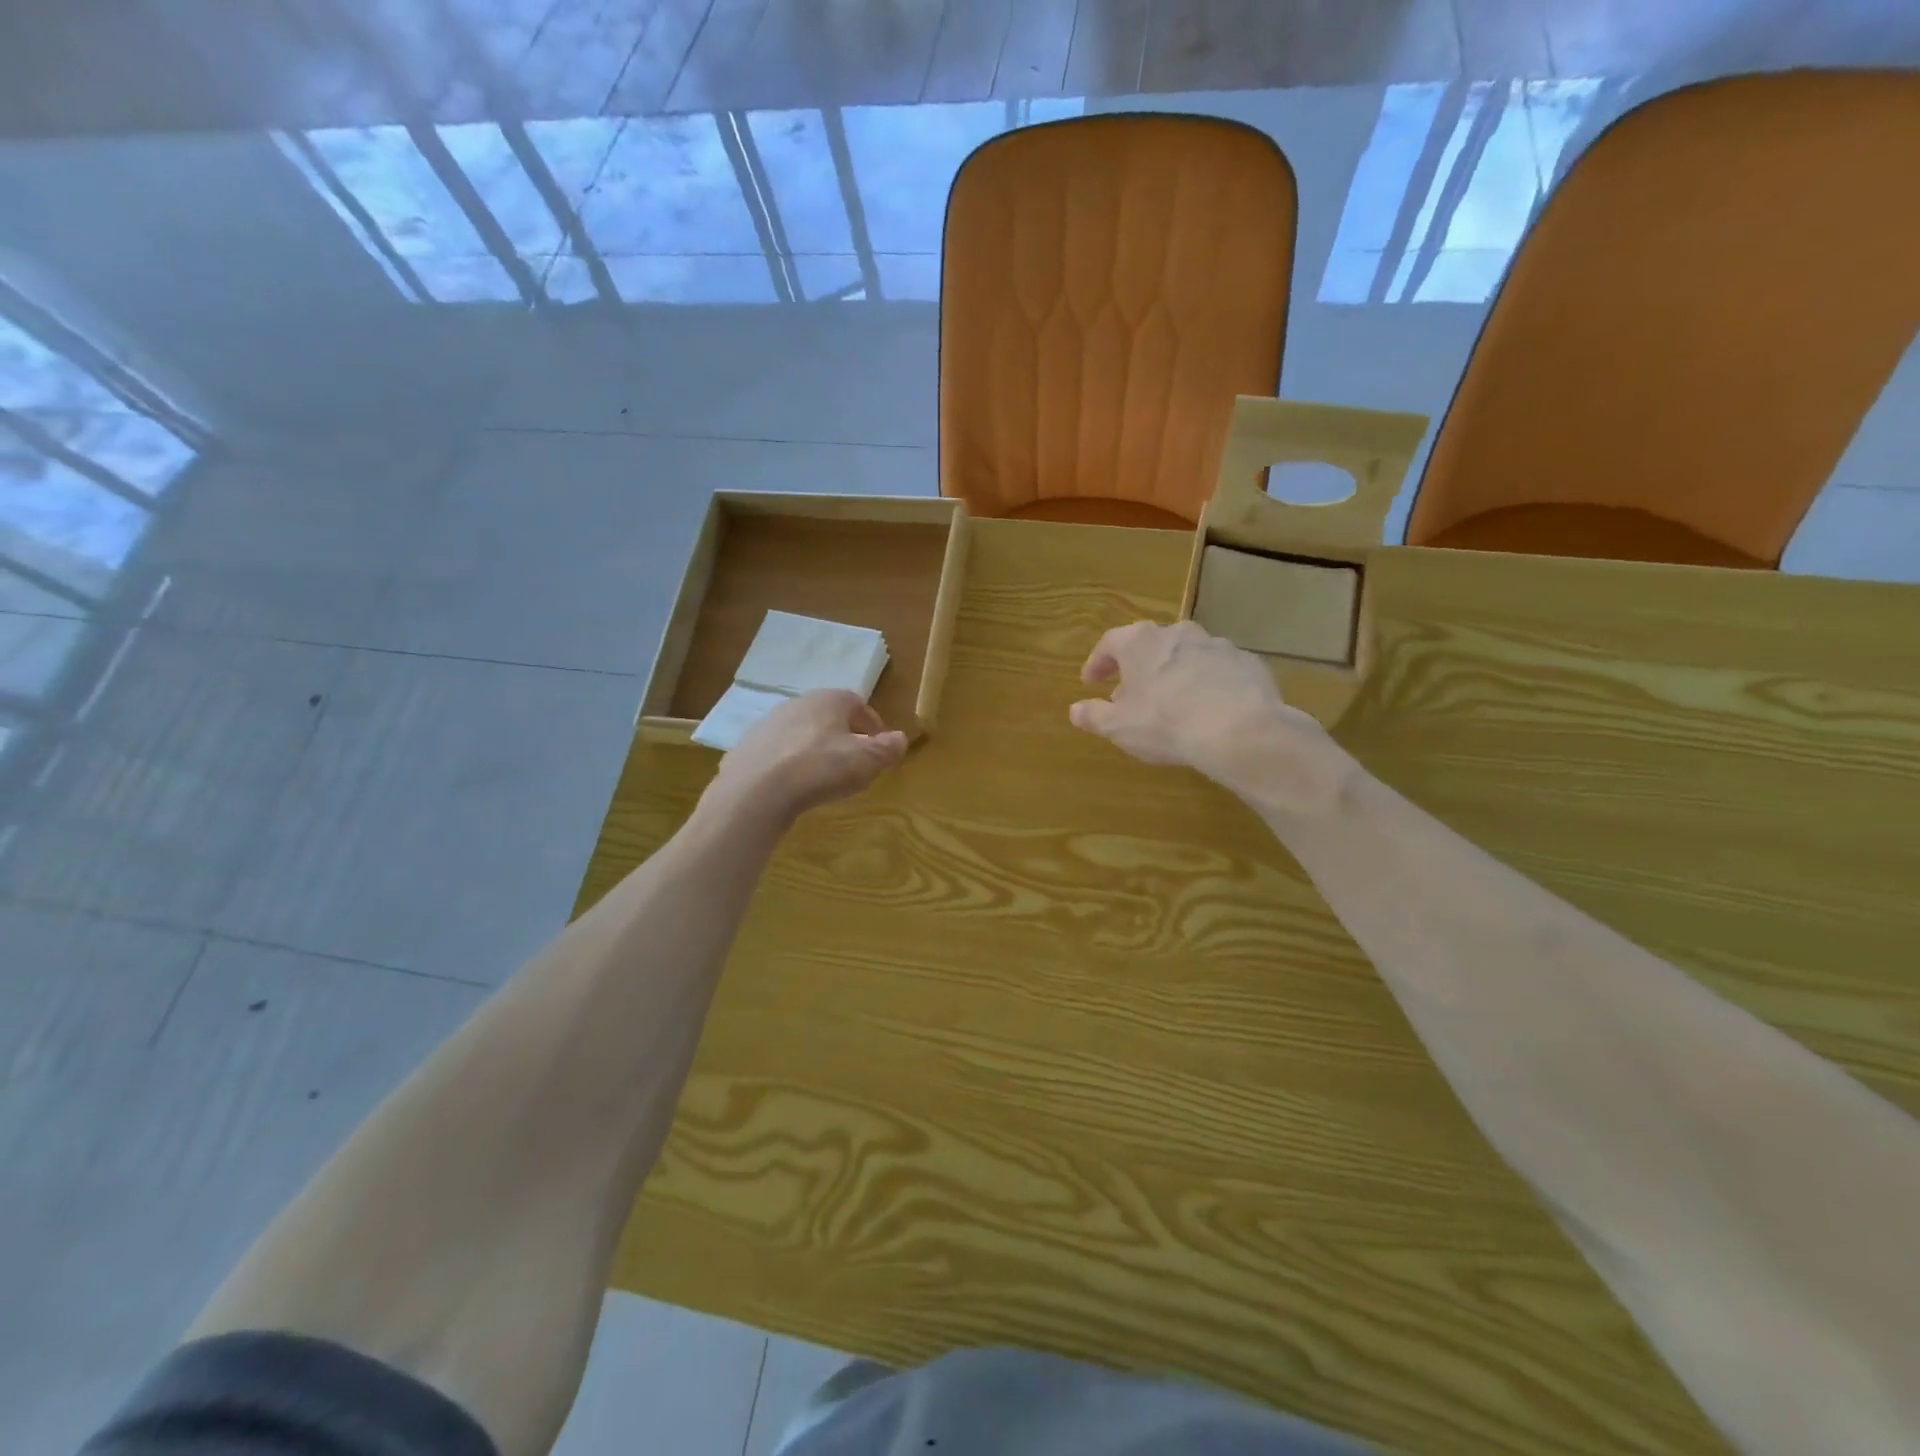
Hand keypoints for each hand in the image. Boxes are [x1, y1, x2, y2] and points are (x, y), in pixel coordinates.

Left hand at [708, 690, 907, 823]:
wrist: (756, 790)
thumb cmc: (820, 768)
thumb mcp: (866, 761)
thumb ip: (887, 749)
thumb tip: (900, 738)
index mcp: (829, 700)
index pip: (857, 703)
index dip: (872, 724)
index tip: (880, 746)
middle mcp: (797, 703)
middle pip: (827, 716)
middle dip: (842, 735)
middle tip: (853, 761)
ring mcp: (767, 724)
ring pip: (800, 732)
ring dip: (814, 748)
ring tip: (822, 776)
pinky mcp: (746, 747)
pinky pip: (777, 752)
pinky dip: (788, 763)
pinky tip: (792, 785)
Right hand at [1069, 621, 1313, 781]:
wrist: (1239, 730)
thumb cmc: (1165, 723)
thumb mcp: (1119, 727)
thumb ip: (1094, 716)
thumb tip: (1075, 710)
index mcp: (1140, 642)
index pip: (1109, 643)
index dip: (1097, 663)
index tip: (1090, 682)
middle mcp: (1177, 633)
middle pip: (1149, 645)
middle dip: (1136, 668)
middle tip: (1129, 694)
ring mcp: (1215, 645)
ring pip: (1185, 654)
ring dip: (1173, 673)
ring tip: (1170, 702)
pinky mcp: (1246, 662)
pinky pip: (1217, 670)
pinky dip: (1207, 683)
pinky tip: (1207, 708)